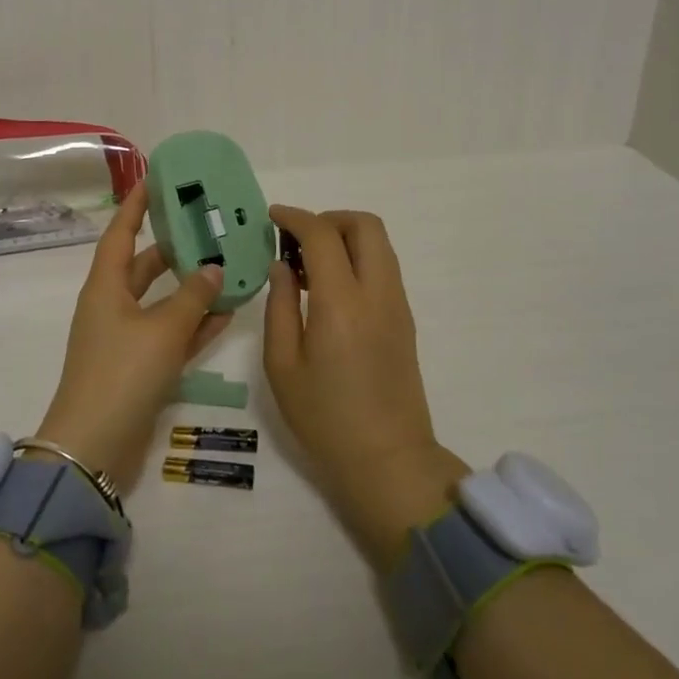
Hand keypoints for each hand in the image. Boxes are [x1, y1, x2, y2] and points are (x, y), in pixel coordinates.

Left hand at [36, 180, 231, 488]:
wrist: (94, 448)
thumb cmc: (122, 374)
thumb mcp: (162, 330)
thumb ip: (193, 297)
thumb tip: (213, 268)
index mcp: (105, 287)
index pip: (120, 232)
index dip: (136, 205)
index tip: (155, 180)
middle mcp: (112, 306)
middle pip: (144, 265)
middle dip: (173, 247)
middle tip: (206, 226)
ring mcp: (125, 338)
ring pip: (162, 301)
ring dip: (190, 287)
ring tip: (226, 265)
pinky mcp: (139, 367)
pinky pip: (170, 334)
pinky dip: (194, 323)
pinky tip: (227, 312)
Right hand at [264, 207, 469, 569]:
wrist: (387, 461)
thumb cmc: (324, 418)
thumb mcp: (282, 365)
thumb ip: (279, 306)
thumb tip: (282, 266)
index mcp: (341, 303)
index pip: (322, 235)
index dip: (295, 217)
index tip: (272, 217)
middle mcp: (377, 293)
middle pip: (364, 225)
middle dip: (328, 218)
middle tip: (296, 239)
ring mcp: (397, 305)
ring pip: (379, 243)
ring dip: (345, 236)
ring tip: (309, 264)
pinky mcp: (405, 319)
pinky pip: (384, 267)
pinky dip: (358, 257)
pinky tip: (330, 287)